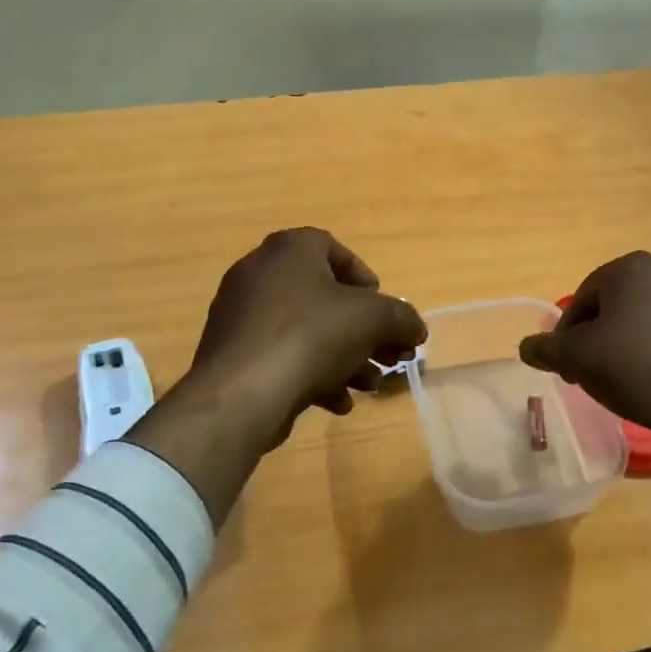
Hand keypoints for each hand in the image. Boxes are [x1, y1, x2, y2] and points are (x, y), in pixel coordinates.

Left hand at [126, 229, 425, 523]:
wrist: (243, 393)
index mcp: (290, 250)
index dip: (364, 277)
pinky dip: (313, 375)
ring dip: (345, 358)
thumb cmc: (312, 336)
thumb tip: (416, 329)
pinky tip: (338, 403)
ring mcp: (241, 316)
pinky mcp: (234, 355)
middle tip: (390, 355)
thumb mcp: (374, 319)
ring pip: (306, 333)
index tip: (382, 308)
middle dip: (364, 330)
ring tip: (369, 385)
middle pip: (325, 298)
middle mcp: (259, 274)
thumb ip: (402, 318)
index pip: (332, 249)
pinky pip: (283, 357)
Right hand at [517, 252, 650, 499]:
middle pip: (622, 305)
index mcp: (633, 269)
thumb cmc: (633, 366)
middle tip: (592, 369)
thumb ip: (548, 348)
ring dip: (637, 343)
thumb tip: (526, 347)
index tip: (564, 360)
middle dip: (603, 334)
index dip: (568, 330)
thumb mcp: (577, 358)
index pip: (585, 295)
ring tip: (628, 381)